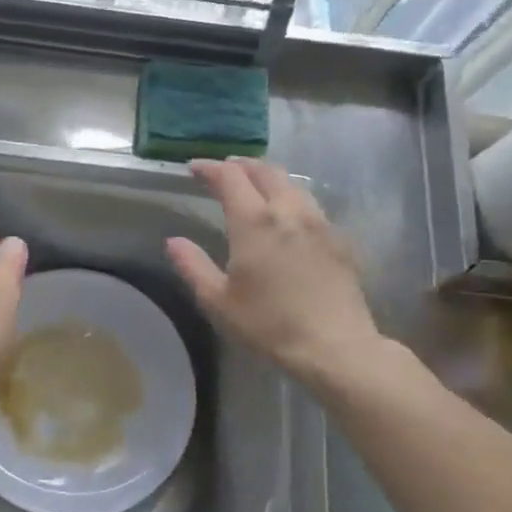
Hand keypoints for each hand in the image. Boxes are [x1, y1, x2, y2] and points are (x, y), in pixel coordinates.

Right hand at [166, 159, 382, 385]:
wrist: (334, 346)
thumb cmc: (269, 325)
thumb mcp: (218, 301)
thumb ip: (193, 266)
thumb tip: (174, 241)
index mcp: (254, 222)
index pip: (230, 177)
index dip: (209, 168)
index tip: (194, 169)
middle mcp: (288, 211)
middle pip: (265, 171)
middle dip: (240, 165)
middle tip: (223, 171)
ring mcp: (318, 223)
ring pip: (292, 184)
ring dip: (268, 178)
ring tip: (254, 187)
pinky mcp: (338, 239)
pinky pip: (310, 204)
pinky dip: (290, 198)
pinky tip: (286, 216)